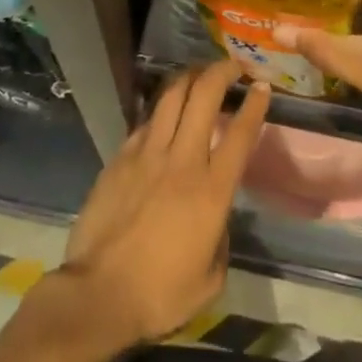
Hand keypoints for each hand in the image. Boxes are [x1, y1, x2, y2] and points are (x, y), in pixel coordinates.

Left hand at [57, 60, 269, 346]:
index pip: (240, 134)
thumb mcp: (210, 280)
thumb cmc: (160, 295)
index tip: (263, 86)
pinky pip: (146, 121)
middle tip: (233, 66)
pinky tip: (165, 114)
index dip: (255, 105)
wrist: (98, 295)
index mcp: (211, 191)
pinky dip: (161, 110)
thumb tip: (216, 217)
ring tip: (200, 73)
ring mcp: (148, 154)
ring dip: (190, 77)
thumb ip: (220, 238)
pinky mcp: (121, 157)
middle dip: (222, 72)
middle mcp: (182, 160)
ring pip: (172, 96)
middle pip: (204, 96)